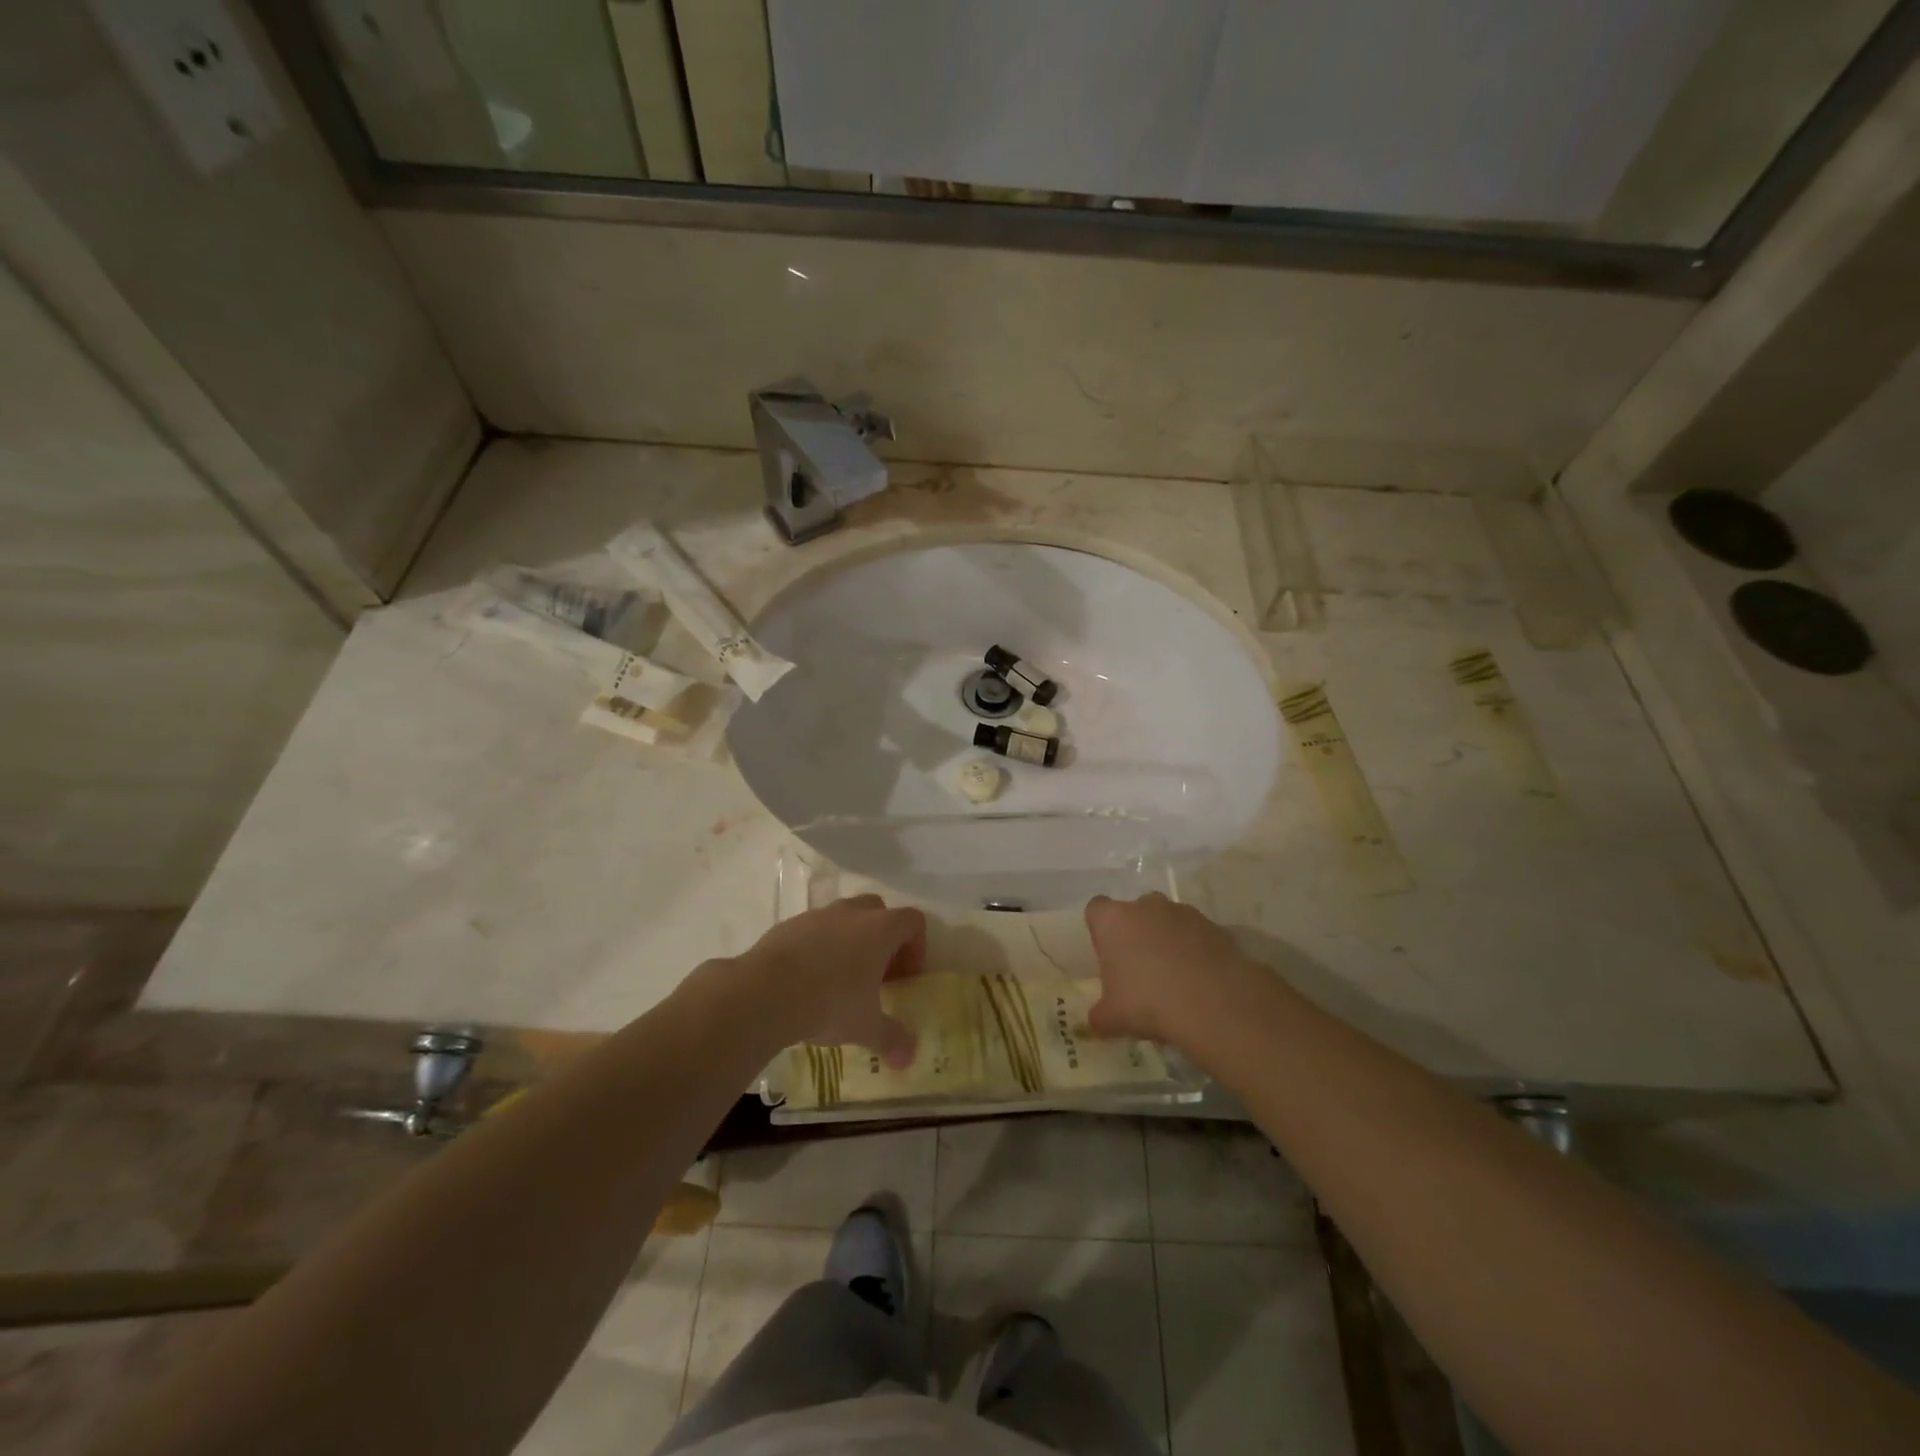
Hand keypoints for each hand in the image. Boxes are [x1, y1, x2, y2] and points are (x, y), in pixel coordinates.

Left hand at [726, 895, 925, 1066]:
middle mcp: (852, 913)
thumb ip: (892, 1039)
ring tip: (839, 978)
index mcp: (880, 929)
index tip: (904, 977)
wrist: (765, 992)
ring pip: (843, 917)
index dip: (916, 947)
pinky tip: (807, 979)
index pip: (913, 921)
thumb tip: (908, 1060)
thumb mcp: (866, 1027)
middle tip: (876, 973)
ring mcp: (818, 915)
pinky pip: (812, 930)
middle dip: (882, 938)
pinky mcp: (788, 925)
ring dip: (849, 940)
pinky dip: (817, 947)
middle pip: (879, 910)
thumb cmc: (829, 1003)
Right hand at [1084, 893, 1266, 1054]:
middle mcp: (1146, 906)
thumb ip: (1099, 1015)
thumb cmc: (1148, 1003)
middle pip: (1135, 913)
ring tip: (1174, 978)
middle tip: (1140, 970)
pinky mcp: (1215, 927)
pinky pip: (1197, 935)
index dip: (1100, 931)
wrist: (1214, 1005)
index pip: (1096, 910)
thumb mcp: (1112, 1018)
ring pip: (1168, 921)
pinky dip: (1196, 951)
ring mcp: (1183, 913)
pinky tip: (1200, 981)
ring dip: (1168, 941)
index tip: (1107, 956)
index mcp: (1113, 920)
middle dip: (1136, 934)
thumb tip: (1096, 1021)